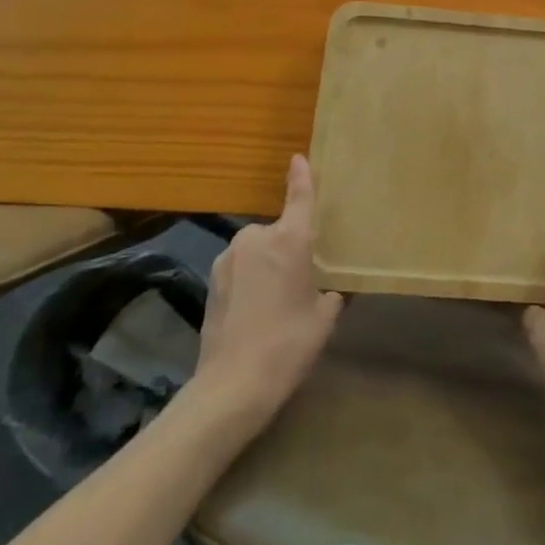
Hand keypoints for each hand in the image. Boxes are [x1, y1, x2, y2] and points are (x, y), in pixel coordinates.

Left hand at [192, 155, 343, 426]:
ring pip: (257, 251)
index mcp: (289, 239)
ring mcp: (228, 258)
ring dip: (267, 264)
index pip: (299, 196)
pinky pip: (240, 268)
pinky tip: (255, 311)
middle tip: (302, 278)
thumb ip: (331, 292)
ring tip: (276, 301)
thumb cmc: (288, 344)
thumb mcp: (324, 317)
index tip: (299, 158)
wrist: (231, 387)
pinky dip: (250, 279)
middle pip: (279, 231)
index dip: (301, 176)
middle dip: (289, 247)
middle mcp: (256, 238)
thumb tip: (332, 289)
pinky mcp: (211, 280)